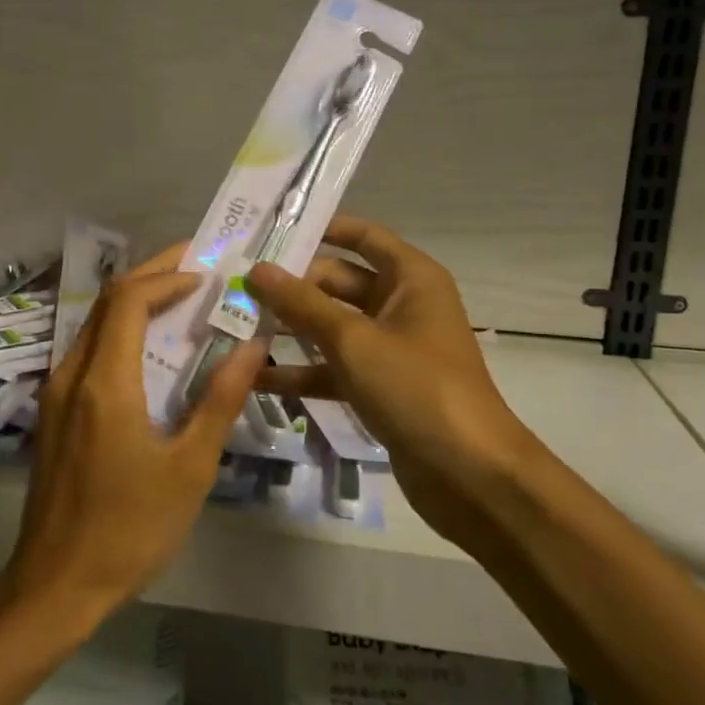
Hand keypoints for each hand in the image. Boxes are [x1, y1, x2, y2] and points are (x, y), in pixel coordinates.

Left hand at [3, 244, 266, 629]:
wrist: (56, 586)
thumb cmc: (130, 529)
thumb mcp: (190, 467)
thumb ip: (220, 399)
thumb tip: (253, 345)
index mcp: (105, 383)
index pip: (130, 300)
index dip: (168, 276)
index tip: (208, 272)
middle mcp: (72, 374)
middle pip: (109, 302)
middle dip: (153, 276)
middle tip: (199, 267)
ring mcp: (56, 392)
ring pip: (96, 324)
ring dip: (137, 303)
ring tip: (184, 301)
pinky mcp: (54, 412)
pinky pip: (89, 351)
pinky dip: (123, 333)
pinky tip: (154, 351)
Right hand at [245, 215, 540, 552]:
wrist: (471, 475)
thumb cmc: (417, 388)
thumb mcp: (354, 341)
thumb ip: (302, 304)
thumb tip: (256, 270)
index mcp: (410, 278)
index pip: (361, 236)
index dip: (319, 229)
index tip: (268, 232)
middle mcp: (400, 305)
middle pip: (336, 282)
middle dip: (290, 288)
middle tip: (234, 290)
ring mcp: (389, 348)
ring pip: (330, 327)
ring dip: (289, 330)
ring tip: (233, 328)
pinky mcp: (378, 387)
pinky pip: (333, 368)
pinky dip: (301, 372)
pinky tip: (255, 378)